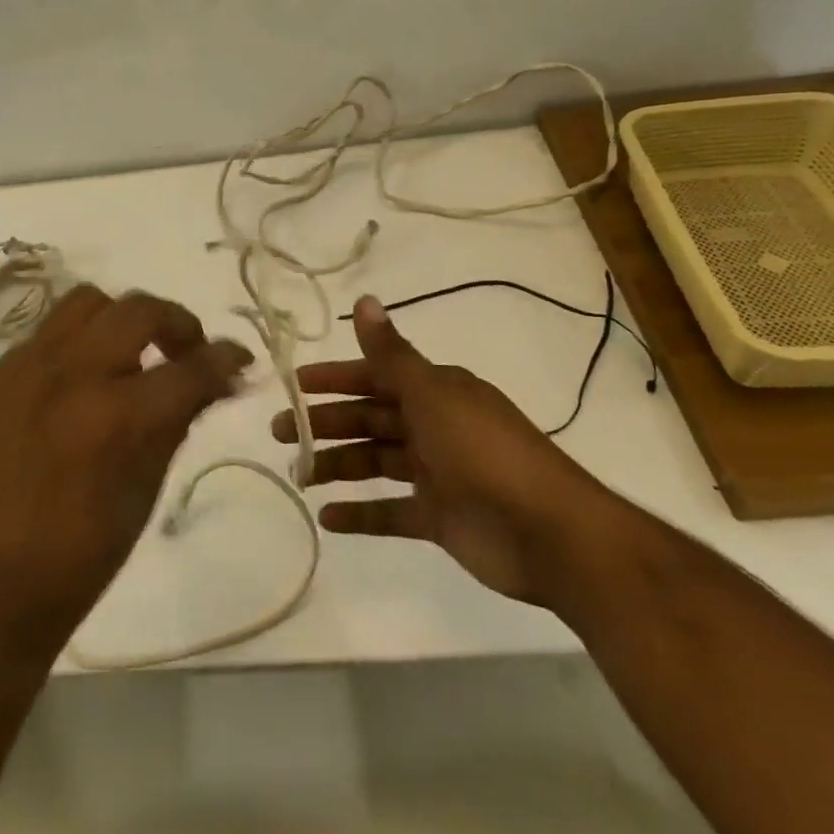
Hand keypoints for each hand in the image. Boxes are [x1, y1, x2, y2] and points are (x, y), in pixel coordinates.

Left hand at [0, 285, 251, 651]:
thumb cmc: (82, 554)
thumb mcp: (147, 487)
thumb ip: (180, 419)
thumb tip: (215, 380)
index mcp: (116, 416)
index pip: (190, 366)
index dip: (226, 358)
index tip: (239, 359)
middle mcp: (69, 375)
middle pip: (139, 310)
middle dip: (178, 324)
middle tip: (187, 352)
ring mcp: (23, 369)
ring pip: (86, 303)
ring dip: (121, 320)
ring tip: (129, 356)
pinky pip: (45, 335)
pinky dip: (76, 346)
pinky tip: (78, 383)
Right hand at [273, 295, 620, 608]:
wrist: (552, 534)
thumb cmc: (485, 452)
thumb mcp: (433, 395)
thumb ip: (391, 354)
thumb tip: (364, 299)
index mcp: (436, 392)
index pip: (375, 376)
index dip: (334, 379)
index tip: (294, 386)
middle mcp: (434, 426)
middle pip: (370, 419)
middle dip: (326, 423)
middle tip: (280, 434)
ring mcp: (437, 473)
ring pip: (375, 462)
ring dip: (337, 466)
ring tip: (298, 476)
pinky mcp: (440, 517)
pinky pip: (391, 511)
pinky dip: (361, 514)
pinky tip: (328, 518)